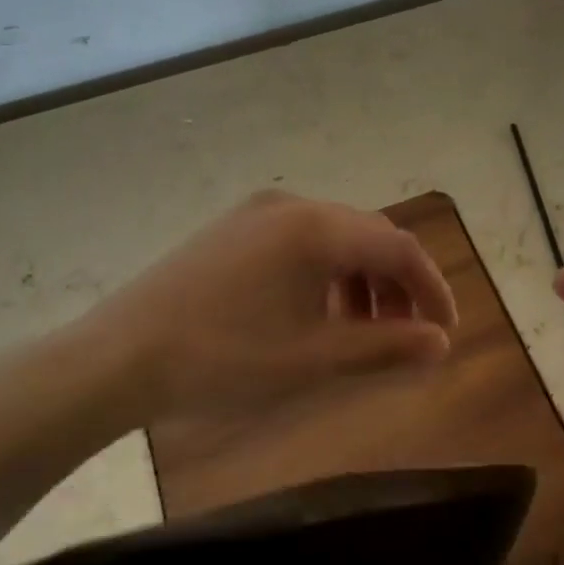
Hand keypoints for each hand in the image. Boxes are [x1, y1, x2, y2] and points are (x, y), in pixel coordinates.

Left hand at [75, 191, 457, 423]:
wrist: (118, 356)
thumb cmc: (224, 358)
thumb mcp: (314, 359)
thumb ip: (386, 346)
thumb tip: (442, 344)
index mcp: (318, 228)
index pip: (399, 247)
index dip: (431, 288)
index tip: (445, 330)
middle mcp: (293, 205)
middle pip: (368, 237)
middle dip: (396, 285)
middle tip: (406, 335)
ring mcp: (257, 212)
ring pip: (334, 238)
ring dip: (360, 279)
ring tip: (360, 330)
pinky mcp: (232, 228)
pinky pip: (299, 241)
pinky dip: (324, 272)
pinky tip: (313, 312)